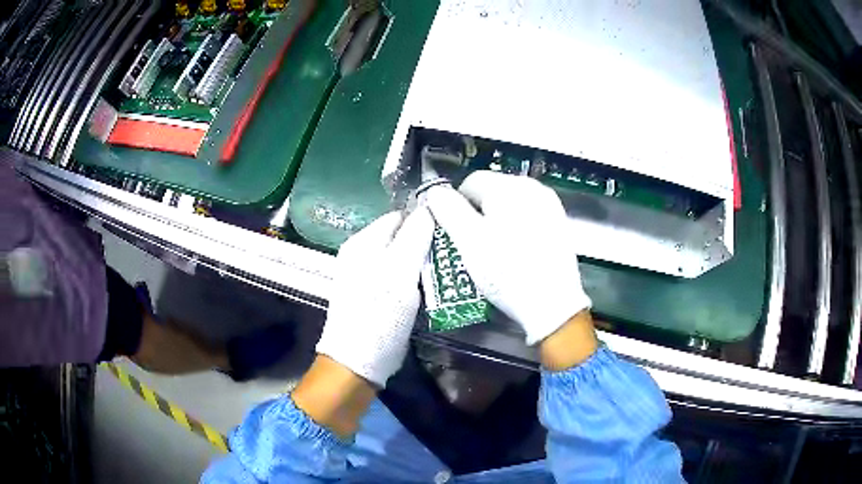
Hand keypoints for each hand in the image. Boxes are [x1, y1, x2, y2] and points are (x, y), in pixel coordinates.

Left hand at [315, 207, 434, 386]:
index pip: (400, 216)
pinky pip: (399, 274)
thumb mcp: (399, 273)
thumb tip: (429, 206)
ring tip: (444, 269)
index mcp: (363, 241)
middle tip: (449, 254)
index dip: (425, 220)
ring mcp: (366, 273)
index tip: (450, 232)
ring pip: (402, 255)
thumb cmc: (378, 315)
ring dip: (422, 261)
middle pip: (401, 235)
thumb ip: (414, 237)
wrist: (359, 360)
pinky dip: (414, 277)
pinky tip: (428, 286)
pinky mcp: (374, 292)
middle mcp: (362, 252)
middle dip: (425, 242)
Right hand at [424, 171, 591, 346]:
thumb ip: (448, 210)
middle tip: (472, 243)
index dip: (456, 205)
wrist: (552, 303)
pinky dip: (516, 228)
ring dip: (496, 221)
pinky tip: (515, 252)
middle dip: (478, 213)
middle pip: (492, 191)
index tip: (454, 230)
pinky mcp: (558, 223)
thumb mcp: (468, 241)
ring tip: (494, 251)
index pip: (470, 181)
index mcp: (509, 186)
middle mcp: (533, 188)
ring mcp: (549, 205)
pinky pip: (527, 217)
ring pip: (510, 205)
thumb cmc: (508, 272)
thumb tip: (435, 192)